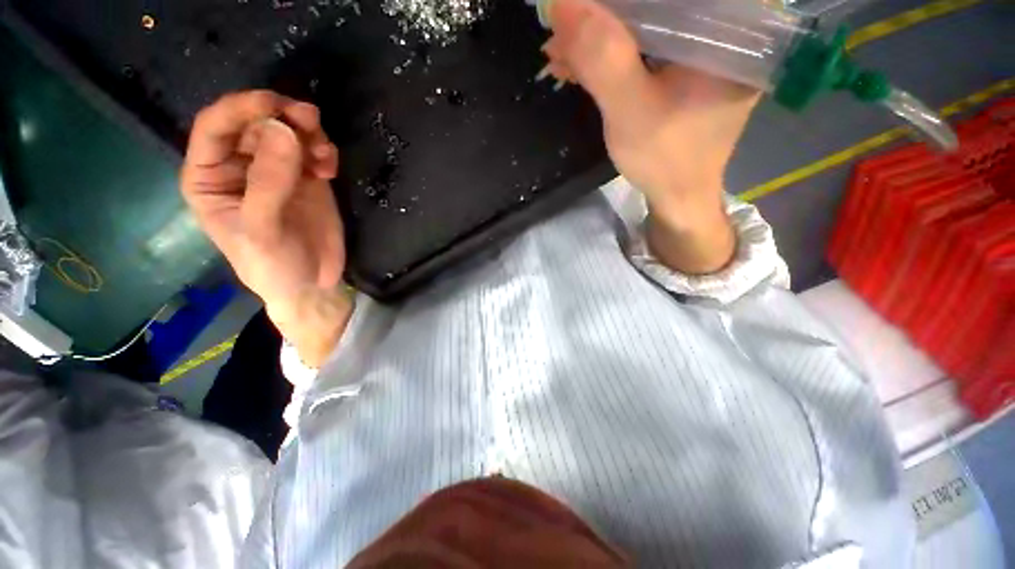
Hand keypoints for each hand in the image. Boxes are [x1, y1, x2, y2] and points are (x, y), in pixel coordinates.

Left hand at [182, 91, 352, 365]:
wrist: (312, 284)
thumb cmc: (273, 265)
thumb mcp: (263, 229)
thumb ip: (269, 182)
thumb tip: (284, 130)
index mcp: (210, 178)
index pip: (215, 128)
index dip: (240, 109)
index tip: (274, 104)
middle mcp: (239, 167)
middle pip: (255, 124)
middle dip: (282, 117)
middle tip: (311, 120)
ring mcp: (276, 171)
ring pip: (286, 132)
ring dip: (307, 133)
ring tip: (324, 154)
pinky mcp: (306, 179)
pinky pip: (312, 151)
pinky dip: (323, 151)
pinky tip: (329, 169)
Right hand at [542, 0, 759, 272]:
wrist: (678, 195)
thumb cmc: (665, 161)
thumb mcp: (632, 113)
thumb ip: (604, 60)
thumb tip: (563, 3)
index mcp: (728, 29)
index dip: (618, 0)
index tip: (581, 7)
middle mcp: (722, 28)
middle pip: (658, 4)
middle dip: (606, 14)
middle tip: (565, 26)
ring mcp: (701, 48)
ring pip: (647, 22)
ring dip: (601, 36)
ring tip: (562, 49)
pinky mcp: (683, 67)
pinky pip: (644, 45)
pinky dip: (610, 54)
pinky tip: (579, 64)